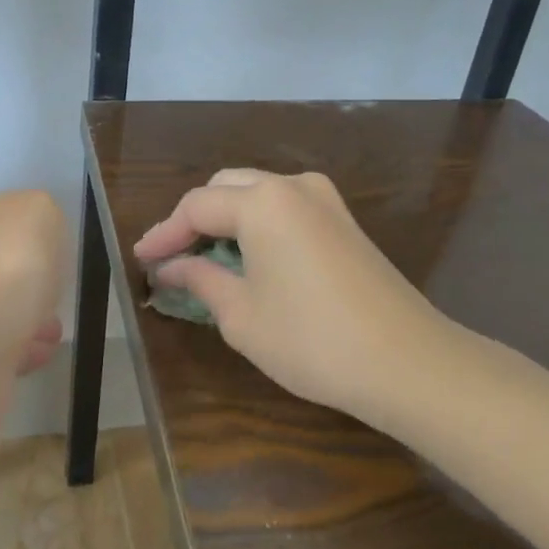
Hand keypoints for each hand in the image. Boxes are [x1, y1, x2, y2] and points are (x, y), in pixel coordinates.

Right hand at [134, 170, 456, 428]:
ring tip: (204, 259)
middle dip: (194, 220)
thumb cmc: (312, 341)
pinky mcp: (344, 220)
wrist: (407, 362)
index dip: (164, 233)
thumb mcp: (241, 315)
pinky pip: (285, 208)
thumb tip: (169, 267)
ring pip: (257, 193)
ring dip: (226, 220)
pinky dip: (257, 225)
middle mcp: (292, 186)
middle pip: (226, 188)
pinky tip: (247, 258)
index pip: (196, 206)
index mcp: (262, 201)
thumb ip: (199, 280)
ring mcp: (325, 200)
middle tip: (171, 258)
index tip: (140, 259)